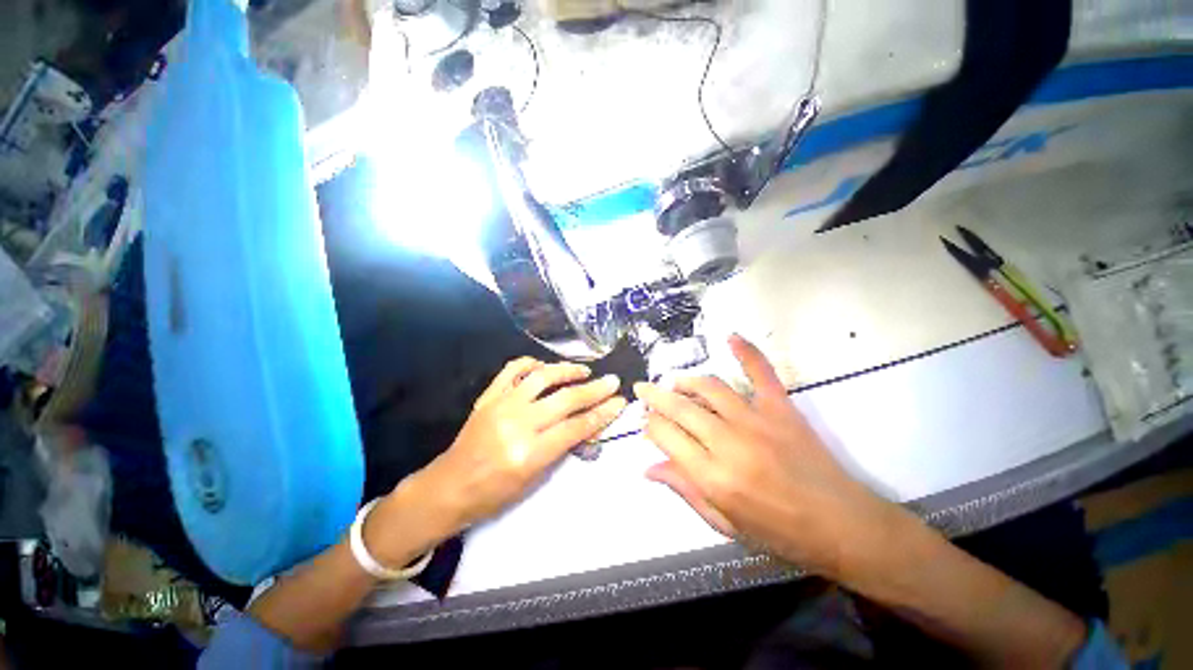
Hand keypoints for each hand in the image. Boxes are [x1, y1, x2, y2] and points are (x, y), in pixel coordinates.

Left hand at [407, 357, 626, 533]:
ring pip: (542, 377)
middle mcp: (517, 424)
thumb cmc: (494, 493)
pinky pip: (512, 370)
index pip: (576, 427)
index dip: (602, 413)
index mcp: (529, 453)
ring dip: (567, 370)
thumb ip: (561, 448)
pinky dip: (532, 364)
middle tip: (612, 381)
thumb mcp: (534, 479)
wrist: (449, 486)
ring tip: (583, 370)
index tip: (619, 402)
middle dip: (595, 389)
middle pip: (565, 399)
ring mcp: (501, 405)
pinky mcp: (488, 396)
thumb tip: (587, 424)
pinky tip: (544, 367)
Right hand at [634, 335, 904, 578]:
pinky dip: (746, 352)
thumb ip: (685, 490)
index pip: (666, 436)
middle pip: (680, 408)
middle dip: (655, 396)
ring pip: (710, 387)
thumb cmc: (779, 533)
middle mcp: (729, 443)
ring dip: (685, 381)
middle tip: (643, 389)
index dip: (650, 425)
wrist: (842, 526)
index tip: (645, 422)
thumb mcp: (724, 523)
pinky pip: (761, 373)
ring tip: (673, 382)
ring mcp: (757, 421)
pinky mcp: (781, 409)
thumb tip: (648, 468)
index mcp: (713, 477)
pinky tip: (732, 337)